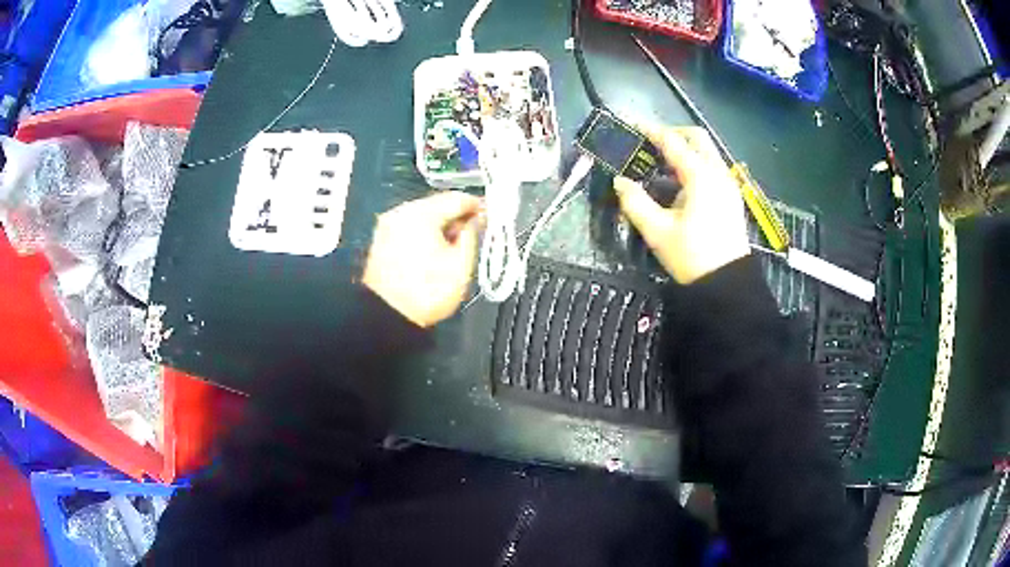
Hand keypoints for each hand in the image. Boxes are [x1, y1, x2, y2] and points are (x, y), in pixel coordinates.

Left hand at [363, 192, 482, 327]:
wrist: (386, 317)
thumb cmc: (427, 292)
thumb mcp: (460, 265)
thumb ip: (471, 235)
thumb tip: (476, 220)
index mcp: (421, 213)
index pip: (456, 199)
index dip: (477, 206)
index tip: (490, 216)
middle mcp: (401, 212)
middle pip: (437, 204)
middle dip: (457, 216)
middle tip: (475, 231)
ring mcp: (387, 225)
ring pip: (422, 216)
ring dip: (441, 225)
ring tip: (456, 243)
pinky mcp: (381, 240)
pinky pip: (410, 227)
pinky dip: (425, 233)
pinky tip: (435, 249)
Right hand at [614, 125, 749, 283]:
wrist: (727, 284)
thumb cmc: (692, 256)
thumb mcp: (657, 231)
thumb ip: (635, 202)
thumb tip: (620, 182)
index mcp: (700, 176)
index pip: (673, 142)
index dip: (650, 130)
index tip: (630, 124)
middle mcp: (718, 173)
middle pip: (697, 137)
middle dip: (673, 134)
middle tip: (650, 143)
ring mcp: (728, 184)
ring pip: (707, 152)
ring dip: (684, 149)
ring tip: (660, 163)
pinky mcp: (731, 197)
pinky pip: (712, 168)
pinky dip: (694, 164)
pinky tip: (679, 183)